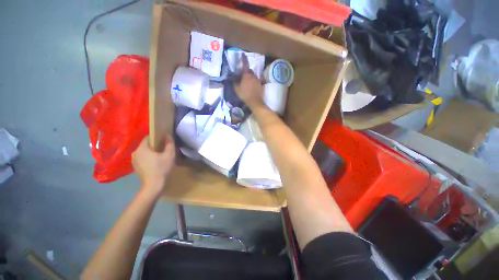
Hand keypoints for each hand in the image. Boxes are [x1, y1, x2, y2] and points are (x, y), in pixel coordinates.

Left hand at [132, 135, 174, 197]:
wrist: (153, 185)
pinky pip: (142, 158)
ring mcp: (133, 160)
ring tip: (160, 156)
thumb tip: (168, 135)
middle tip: (164, 148)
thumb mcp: (169, 155)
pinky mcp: (135, 166)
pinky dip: (148, 158)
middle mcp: (135, 152)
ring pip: (144, 151)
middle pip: (145, 145)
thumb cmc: (162, 168)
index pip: (148, 137)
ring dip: (151, 152)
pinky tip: (155, 162)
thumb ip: (169, 144)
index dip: (156, 137)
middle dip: (154, 145)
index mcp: (142, 148)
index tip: (164, 140)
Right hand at [234, 54, 264, 108]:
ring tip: (247, 83)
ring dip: (250, 77)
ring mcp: (258, 80)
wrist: (255, 101)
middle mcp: (253, 75)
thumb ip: (234, 82)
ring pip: (253, 76)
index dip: (244, 59)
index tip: (243, 54)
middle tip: (243, 76)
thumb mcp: (237, 89)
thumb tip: (232, 78)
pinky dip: (254, 82)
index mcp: (247, 75)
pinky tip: (252, 87)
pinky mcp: (260, 85)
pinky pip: (256, 81)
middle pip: (250, 71)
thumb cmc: (245, 94)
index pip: (245, 64)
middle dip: (246, 72)